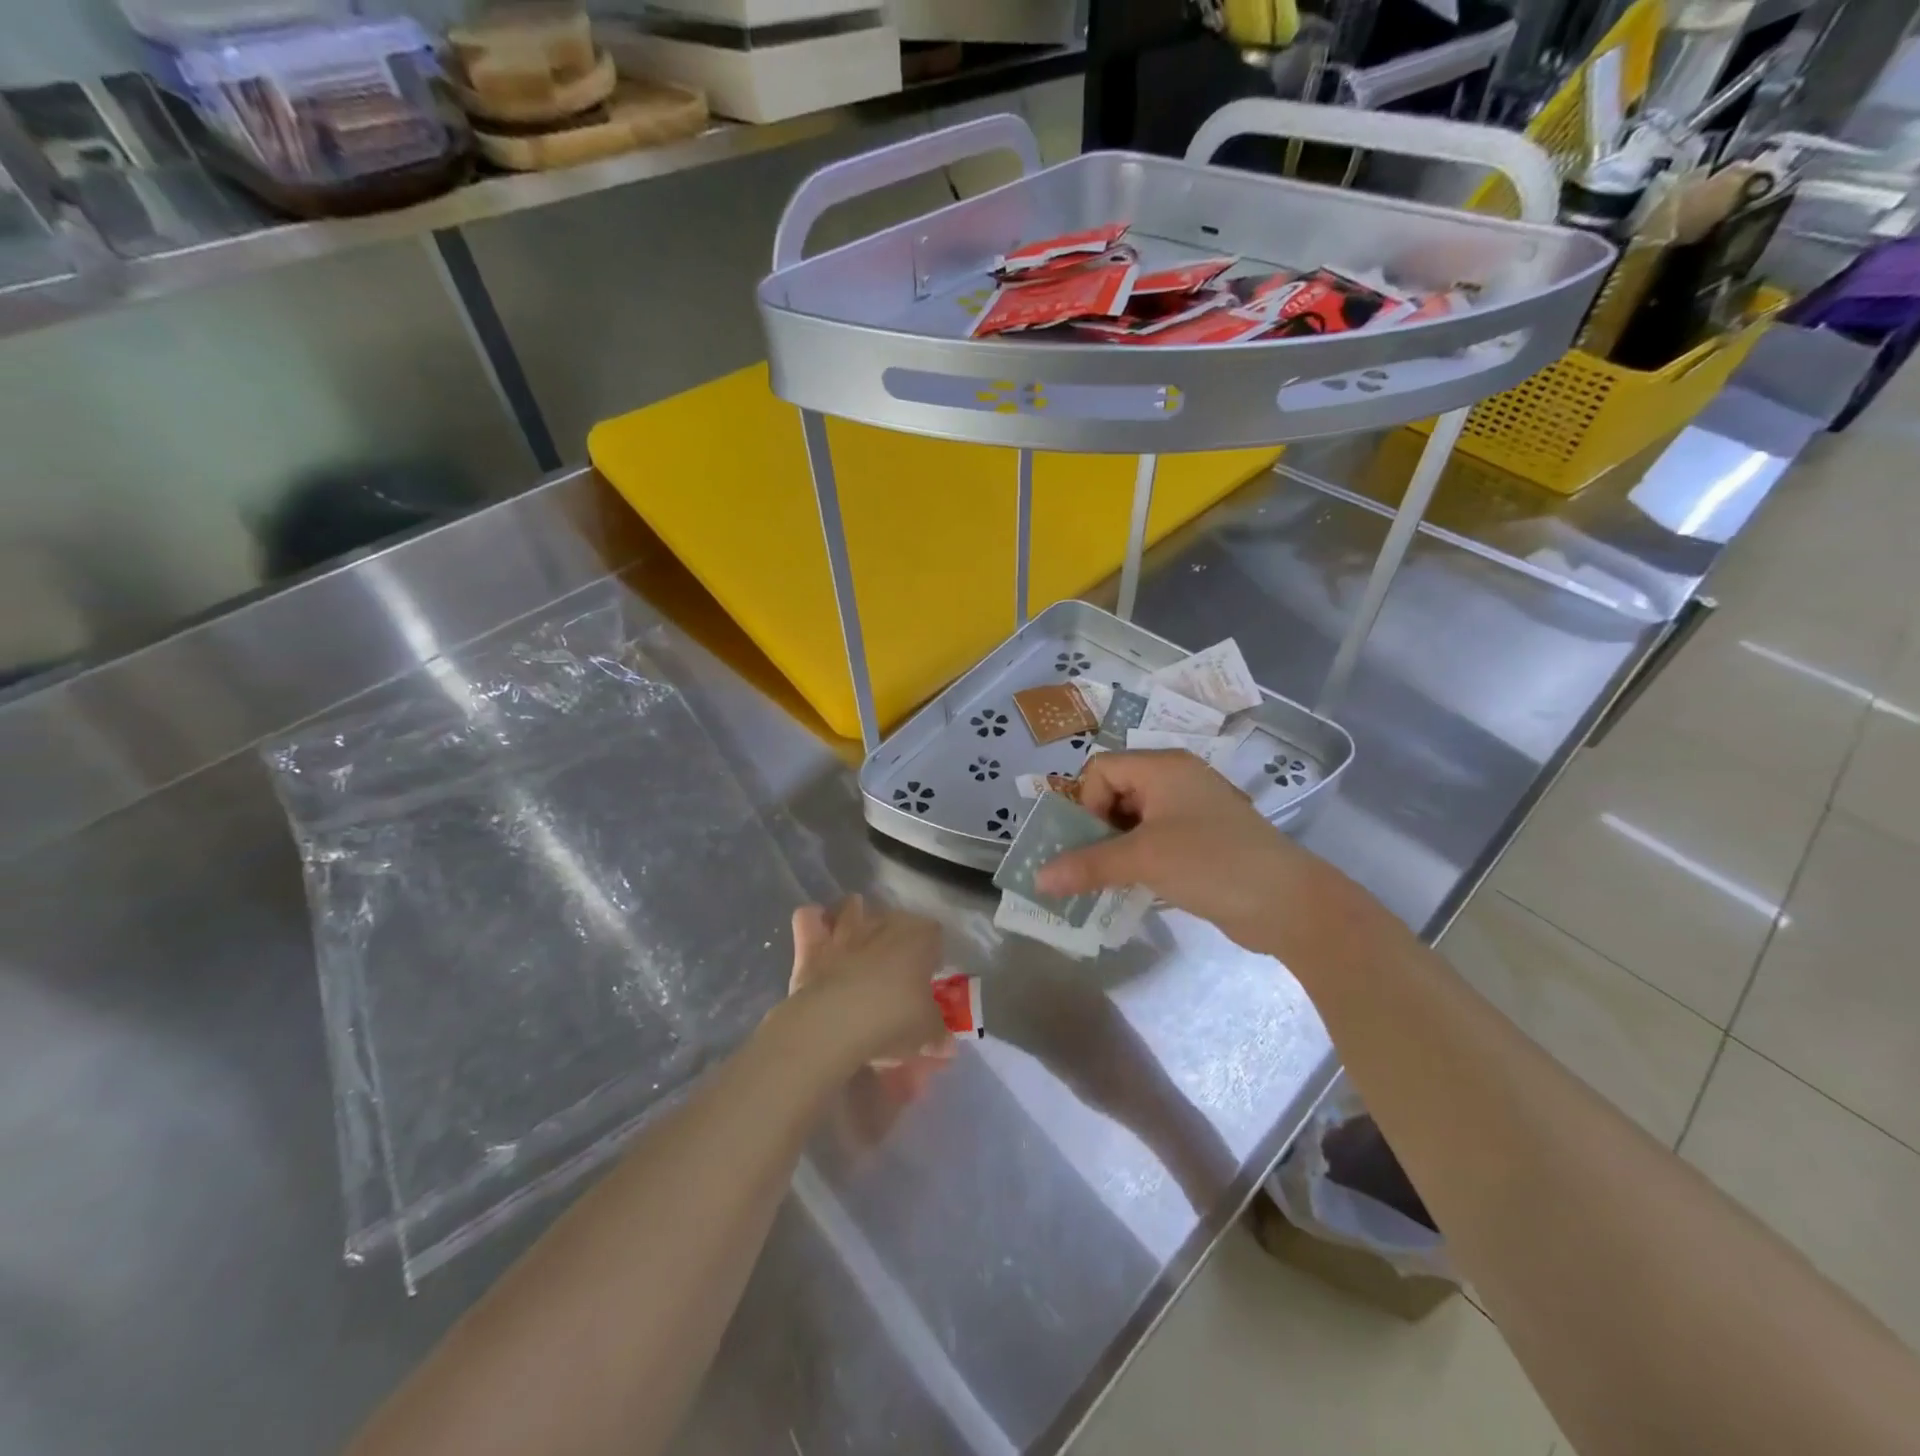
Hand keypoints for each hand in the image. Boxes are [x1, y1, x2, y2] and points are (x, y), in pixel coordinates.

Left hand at [785, 895, 951, 1068]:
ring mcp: (846, 931)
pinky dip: (813, 922)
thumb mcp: (926, 1033)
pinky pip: (809, 918)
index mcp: (919, 938)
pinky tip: (818, 935)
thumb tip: (946, 1044)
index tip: (928, 975)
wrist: (834, 1023)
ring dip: (854, 917)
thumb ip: (937, 1034)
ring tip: (856, 940)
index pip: (934, 933)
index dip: (932, 953)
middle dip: (896, 936)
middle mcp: (883, 925)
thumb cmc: (892, 1019)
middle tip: (895, 968)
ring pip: (852, 907)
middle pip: (894, 918)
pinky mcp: (812, 944)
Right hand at [1034, 750, 1360, 959]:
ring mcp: (1192, 811)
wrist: (1288, 904)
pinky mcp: (1203, 841)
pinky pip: (1155, 840)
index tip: (1090, 842)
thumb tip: (1038, 878)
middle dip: (1095, 828)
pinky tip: (1134, 887)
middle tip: (1090, 865)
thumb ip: (1087, 865)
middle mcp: (1176, 780)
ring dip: (1114, 848)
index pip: (1101, 769)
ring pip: (1135, 820)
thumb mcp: (1143, 860)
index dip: (1086, 803)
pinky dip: (1138, 860)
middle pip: (1116, 792)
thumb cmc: (1211, 863)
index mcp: (1163, 768)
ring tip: (1106, 881)